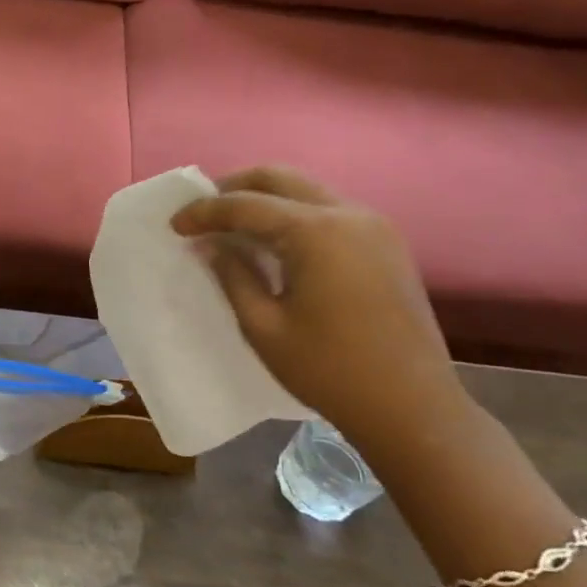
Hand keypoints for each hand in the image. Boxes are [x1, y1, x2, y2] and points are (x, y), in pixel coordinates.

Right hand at [171, 166, 471, 451]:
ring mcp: (374, 226)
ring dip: (265, 199)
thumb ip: (233, 275)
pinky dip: (293, 214)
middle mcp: (349, 214)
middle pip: (280, 178)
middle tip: (202, 211)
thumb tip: (212, 245)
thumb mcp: (263, 326)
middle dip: (234, 187)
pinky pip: (328, 211)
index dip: (204, 211)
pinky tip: (273, 242)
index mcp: (317, 233)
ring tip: (232, 226)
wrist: (412, 408)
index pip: (246, 205)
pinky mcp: (385, 244)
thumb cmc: (329, 370)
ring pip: (306, 190)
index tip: (174, 225)